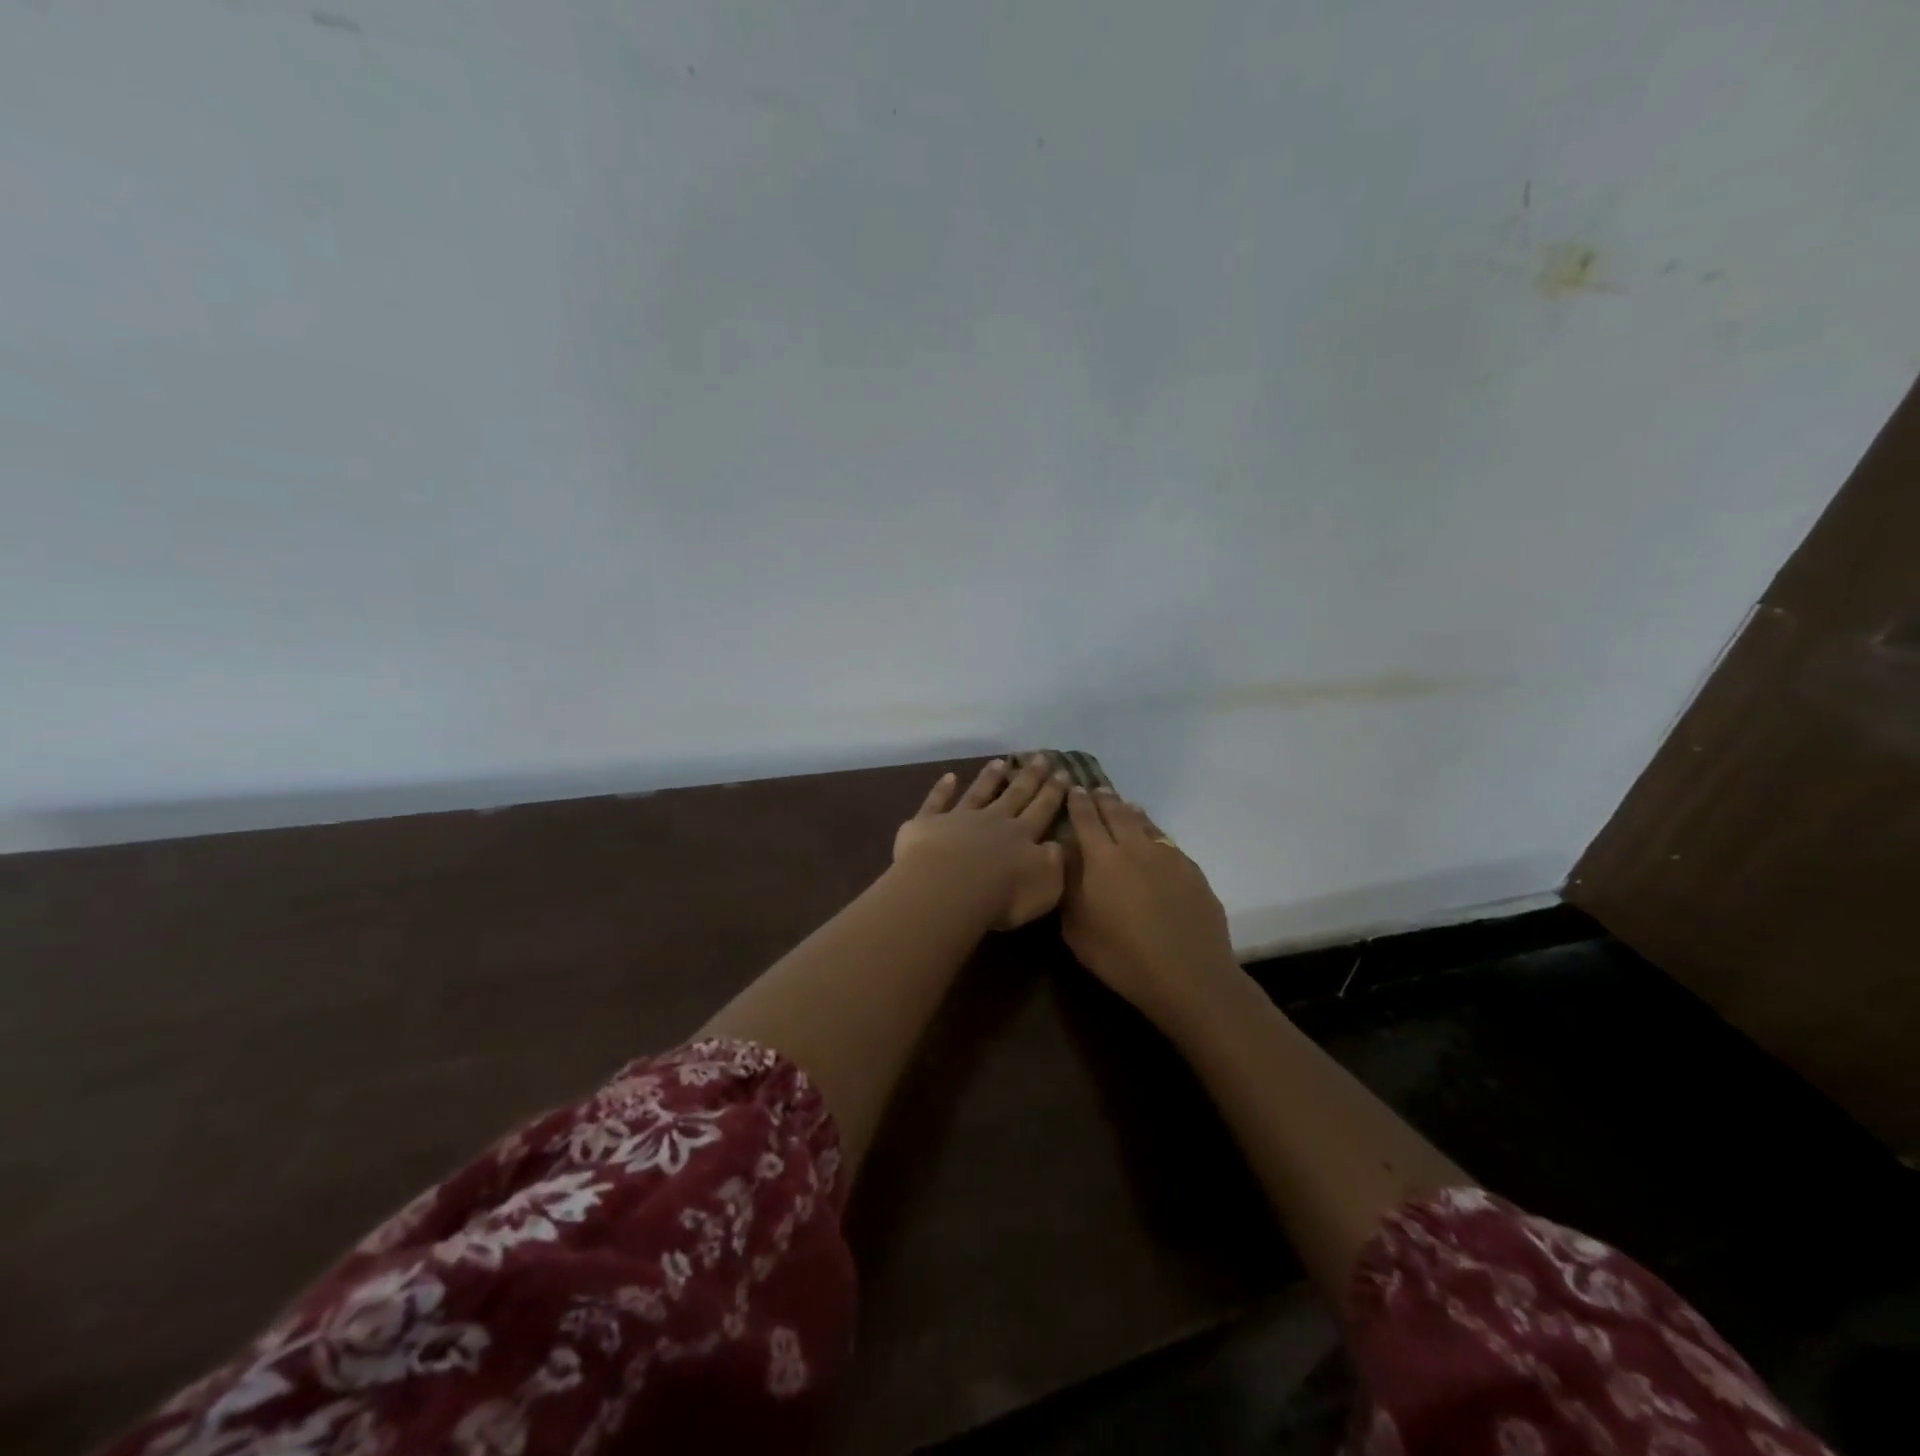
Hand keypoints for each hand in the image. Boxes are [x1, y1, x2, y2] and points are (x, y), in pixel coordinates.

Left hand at [893, 757, 1070, 929]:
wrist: (948, 888)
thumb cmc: (1001, 896)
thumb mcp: (1045, 886)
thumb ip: (1054, 863)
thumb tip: (1058, 845)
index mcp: (1022, 837)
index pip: (1042, 810)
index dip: (1054, 792)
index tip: (1064, 772)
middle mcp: (993, 821)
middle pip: (1015, 795)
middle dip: (1030, 776)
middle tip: (1041, 756)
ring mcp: (959, 819)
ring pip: (978, 793)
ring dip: (990, 778)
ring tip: (999, 761)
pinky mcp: (928, 824)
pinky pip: (936, 802)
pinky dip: (942, 789)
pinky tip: (948, 776)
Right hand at [1061, 787, 1239, 1027]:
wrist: (1189, 975)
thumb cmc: (1122, 957)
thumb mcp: (1077, 930)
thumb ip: (1068, 889)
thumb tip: (1065, 861)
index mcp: (1102, 858)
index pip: (1086, 819)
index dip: (1078, 802)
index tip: (1073, 789)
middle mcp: (1134, 847)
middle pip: (1117, 813)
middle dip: (1104, 799)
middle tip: (1097, 789)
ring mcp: (1168, 856)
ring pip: (1145, 823)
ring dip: (1131, 812)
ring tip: (1125, 807)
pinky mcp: (1192, 870)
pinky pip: (1167, 842)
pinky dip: (1154, 835)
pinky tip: (1154, 843)